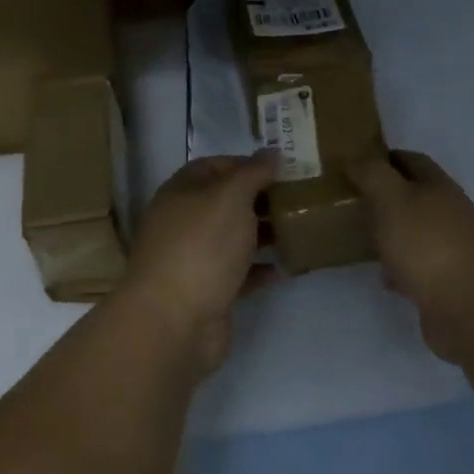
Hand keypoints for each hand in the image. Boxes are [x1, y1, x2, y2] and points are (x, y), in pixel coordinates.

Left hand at [118, 153, 279, 374]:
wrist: (174, 321)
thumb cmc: (202, 246)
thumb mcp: (231, 197)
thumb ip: (253, 173)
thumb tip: (271, 152)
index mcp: (181, 193)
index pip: (214, 167)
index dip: (247, 164)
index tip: (282, 170)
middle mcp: (183, 223)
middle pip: (225, 203)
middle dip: (260, 199)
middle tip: (299, 198)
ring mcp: (193, 260)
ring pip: (232, 239)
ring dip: (262, 234)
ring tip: (299, 229)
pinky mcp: (207, 292)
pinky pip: (238, 274)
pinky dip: (260, 270)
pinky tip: (286, 267)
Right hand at [349, 151, 473, 364]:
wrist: (469, 306)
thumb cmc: (428, 244)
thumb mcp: (393, 199)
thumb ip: (373, 175)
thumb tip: (357, 158)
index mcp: (439, 187)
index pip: (412, 161)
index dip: (386, 159)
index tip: (356, 165)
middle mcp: (449, 214)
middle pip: (415, 197)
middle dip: (386, 198)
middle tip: (351, 202)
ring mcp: (451, 249)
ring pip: (415, 233)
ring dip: (392, 233)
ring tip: (361, 238)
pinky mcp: (447, 282)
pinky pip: (417, 268)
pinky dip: (399, 268)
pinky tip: (384, 278)